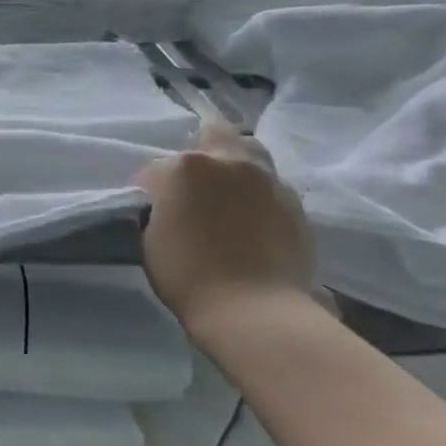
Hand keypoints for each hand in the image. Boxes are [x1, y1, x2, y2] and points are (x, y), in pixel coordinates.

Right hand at [134, 119, 314, 332]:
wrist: (254, 311)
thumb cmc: (188, 276)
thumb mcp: (151, 239)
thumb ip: (158, 208)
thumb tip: (167, 202)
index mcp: (186, 167)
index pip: (155, 167)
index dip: (149, 189)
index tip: (150, 210)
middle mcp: (230, 161)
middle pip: (213, 133)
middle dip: (199, 149)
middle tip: (191, 182)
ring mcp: (268, 179)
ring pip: (249, 151)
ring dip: (234, 162)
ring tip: (226, 190)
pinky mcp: (295, 202)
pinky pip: (270, 184)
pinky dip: (257, 192)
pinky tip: (251, 216)